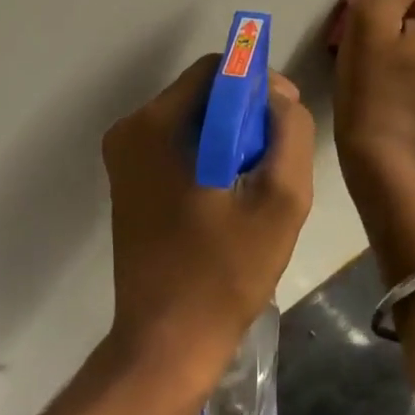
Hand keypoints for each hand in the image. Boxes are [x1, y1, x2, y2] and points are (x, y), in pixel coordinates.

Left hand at [100, 55, 315, 410]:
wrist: (166, 345)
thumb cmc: (225, 272)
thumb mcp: (280, 199)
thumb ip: (290, 131)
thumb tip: (279, 96)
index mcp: (155, 125)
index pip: (217, 69)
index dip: (259, 84)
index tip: (287, 119)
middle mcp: (130, 131)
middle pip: (204, 93)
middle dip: (247, 114)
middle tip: (278, 158)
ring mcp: (125, 159)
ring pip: (195, 120)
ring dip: (233, 138)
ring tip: (259, 182)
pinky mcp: (129, 183)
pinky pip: (180, 146)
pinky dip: (212, 156)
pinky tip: (233, 196)